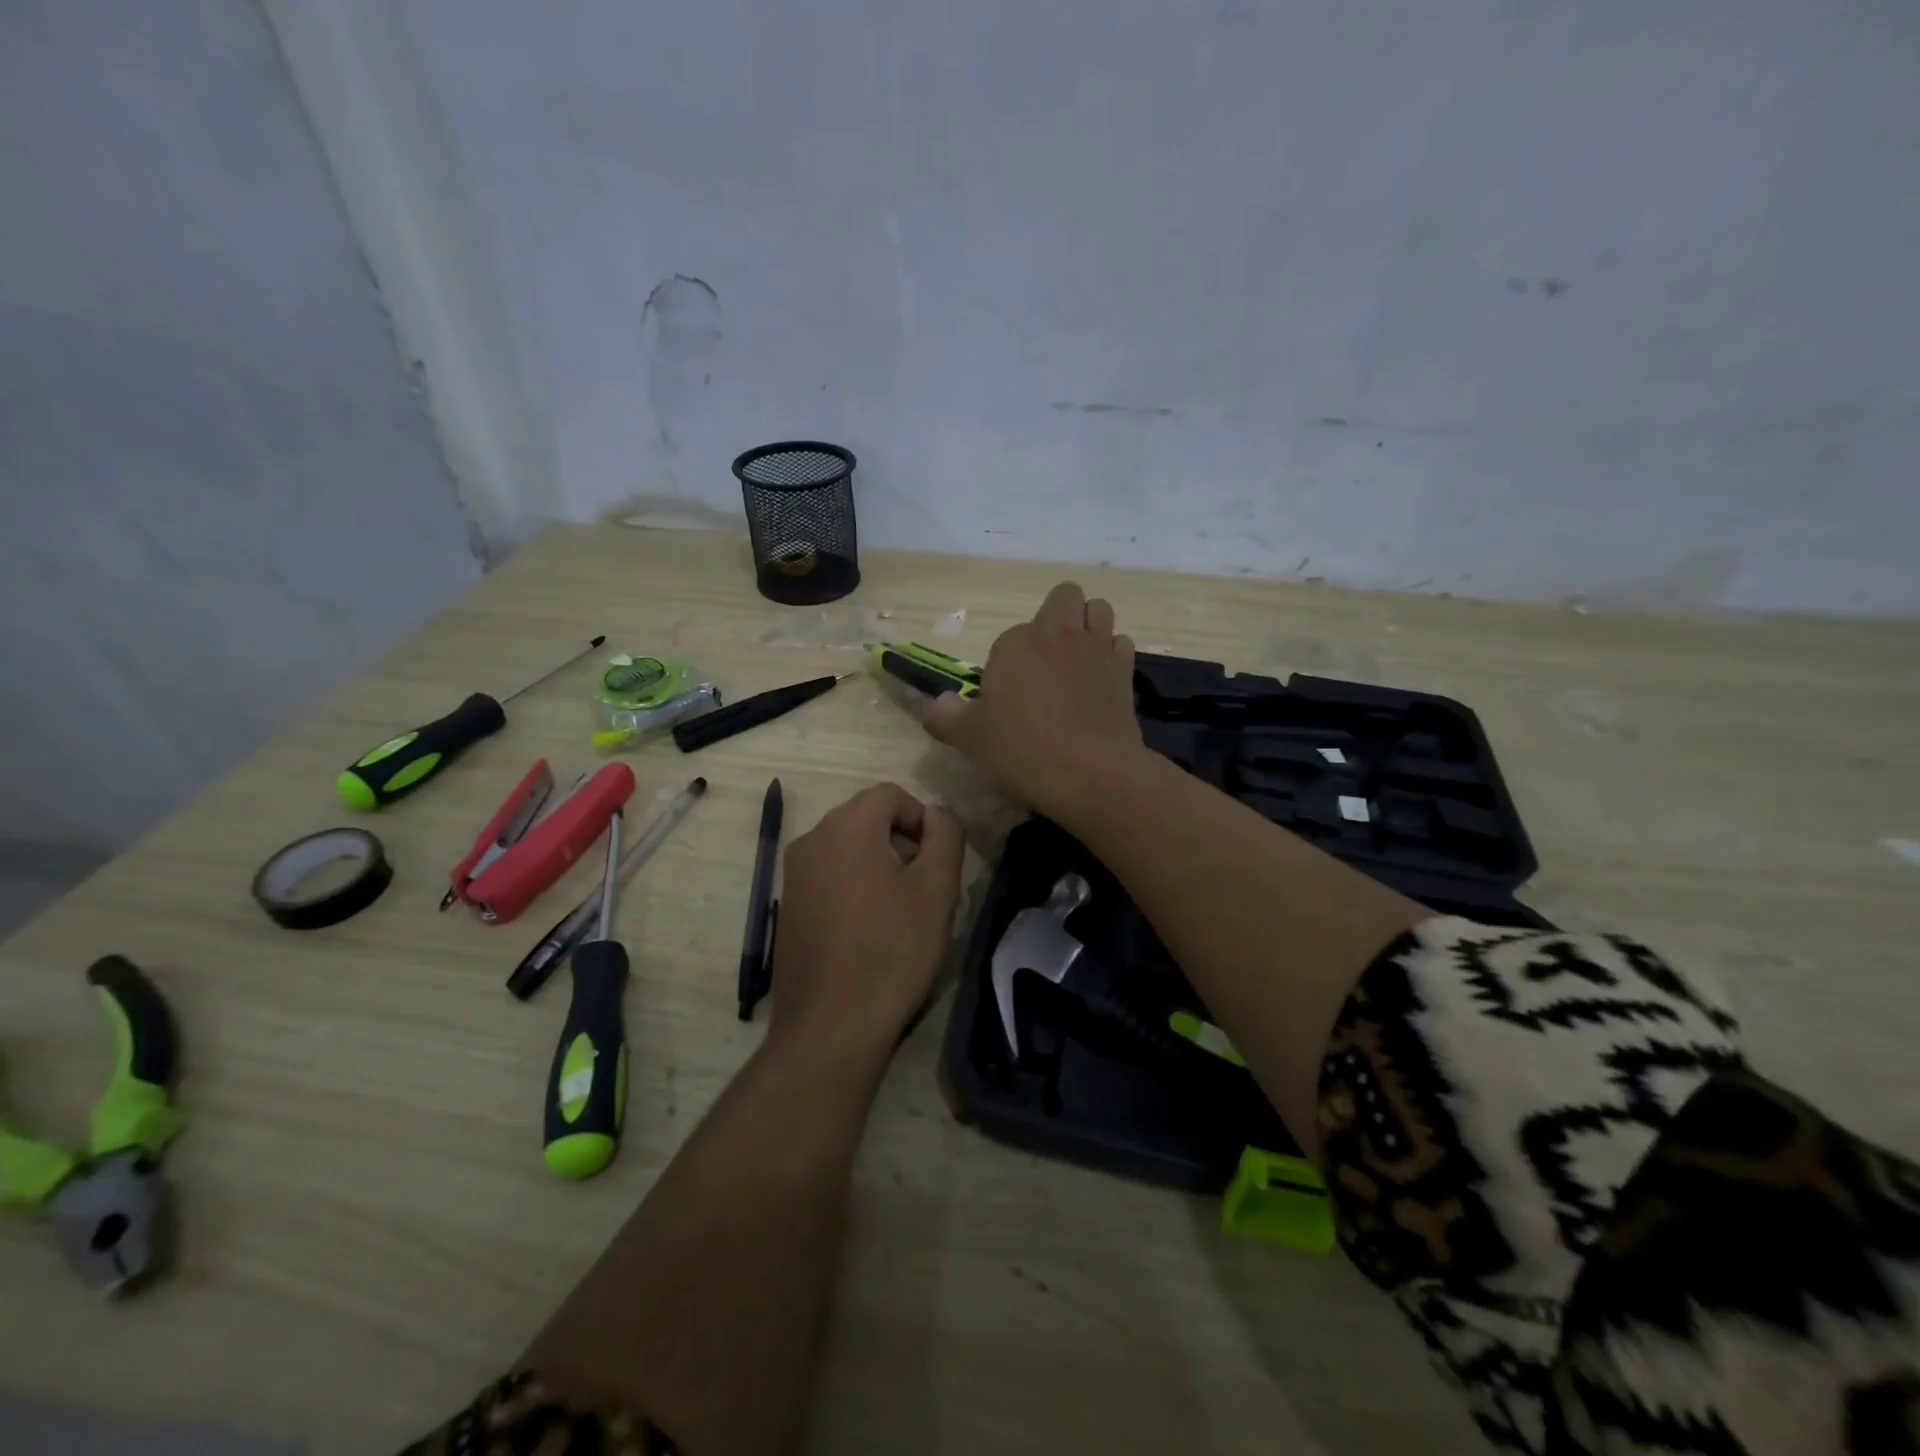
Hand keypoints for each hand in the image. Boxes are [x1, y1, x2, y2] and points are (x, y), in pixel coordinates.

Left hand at [769, 783, 965, 1061]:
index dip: (922, 818)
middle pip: (865, 816)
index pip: (890, 794)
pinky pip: (828, 873)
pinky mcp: (788, 904)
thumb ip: (945, 834)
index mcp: (847, 827)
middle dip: (900, 839)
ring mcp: (794, 873)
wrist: (831, 1026)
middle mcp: (812, 839)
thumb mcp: (937, 889)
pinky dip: (853, 883)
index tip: (936, 861)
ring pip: (846, 846)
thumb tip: (937, 812)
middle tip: (922, 886)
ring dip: (877, 862)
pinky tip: (868, 928)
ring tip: (898, 910)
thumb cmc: (893, 951)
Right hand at [920, 582, 1144, 820]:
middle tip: (1044, 658)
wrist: (1091, 774)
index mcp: (1015, 643)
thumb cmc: (1022, 751)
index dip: (1006, 665)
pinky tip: (1100, 679)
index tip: (1006, 699)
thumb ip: (945, 716)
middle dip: (1056, 616)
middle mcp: (1058, 634)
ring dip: (1088, 624)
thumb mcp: (969, 739)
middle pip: (1064, 597)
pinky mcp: (1125, 671)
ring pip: (1099, 610)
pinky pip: (1121, 643)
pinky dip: (1111, 653)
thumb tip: (935, 704)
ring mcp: (1096, 648)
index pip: (1008, 638)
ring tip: (1076, 658)